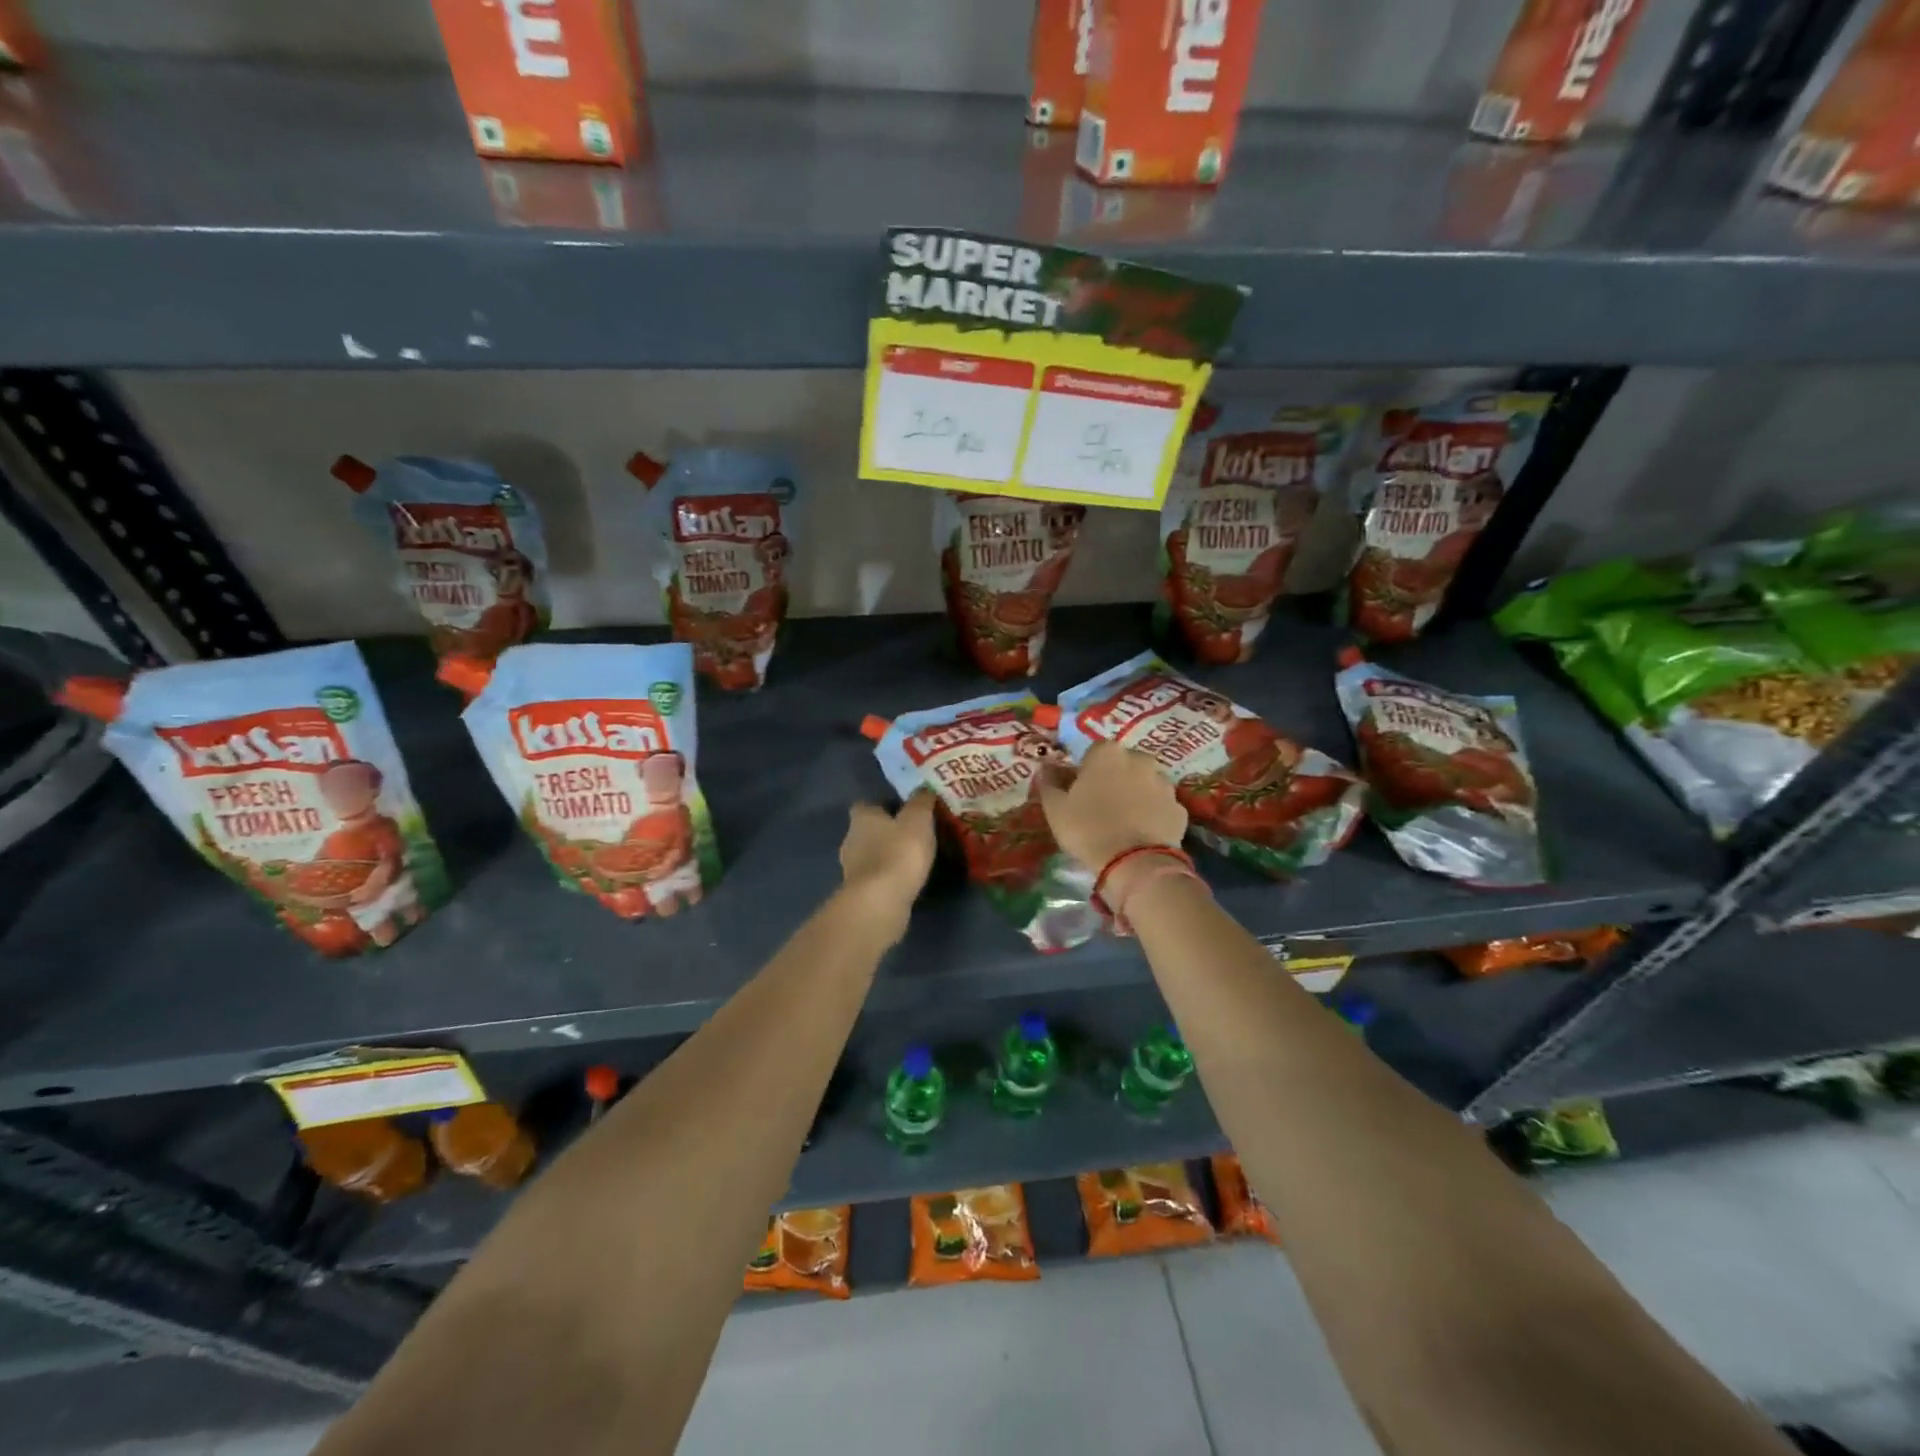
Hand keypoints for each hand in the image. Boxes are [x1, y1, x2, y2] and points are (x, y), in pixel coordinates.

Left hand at [838, 791, 936, 939]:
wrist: (881, 900)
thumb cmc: (899, 851)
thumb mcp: (918, 819)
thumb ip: (921, 801)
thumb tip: (923, 788)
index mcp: (861, 818)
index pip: (865, 805)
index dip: (881, 806)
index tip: (901, 810)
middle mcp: (850, 839)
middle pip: (866, 830)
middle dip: (884, 831)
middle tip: (910, 834)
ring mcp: (851, 868)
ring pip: (869, 855)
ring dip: (885, 855)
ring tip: (911, 858)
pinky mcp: (858, 892)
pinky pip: (875, 877)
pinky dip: (886, 876)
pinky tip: (904, 880)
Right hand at [1040, 741, 1186, 875]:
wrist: (1135, 863)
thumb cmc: (1087, 829)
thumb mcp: (1055, 808)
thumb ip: (1048, 782)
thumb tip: (1045, 767)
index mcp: (1108, 752)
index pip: (1093, 752)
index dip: (1085, 771)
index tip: (1079, 791)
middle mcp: (1140, 759)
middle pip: (1123, 765)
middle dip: (1113, 779)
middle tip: (1100, 806)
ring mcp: (1164, 783)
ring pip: (1145, 784)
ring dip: (1135, 795)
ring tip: (1123, 823)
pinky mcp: (1180, 809)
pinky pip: (1160, 807)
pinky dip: (1152, 815)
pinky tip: (1141, 834)